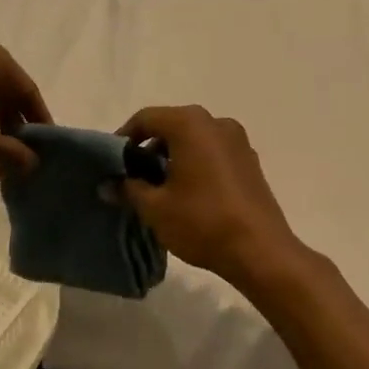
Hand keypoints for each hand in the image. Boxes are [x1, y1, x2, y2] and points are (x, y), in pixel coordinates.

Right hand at [118, 106, 305, 286]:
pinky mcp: (250, 161)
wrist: (260, 250)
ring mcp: (237, 140)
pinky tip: (187, 193)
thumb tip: (108, 185)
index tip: (111, 163)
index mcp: (190, 124)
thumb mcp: (155, 208)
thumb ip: (128, 189)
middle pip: (171, 125)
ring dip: (172, 156)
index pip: (146, 118)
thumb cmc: (202, 221)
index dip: (124, 138)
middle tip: (132, 176)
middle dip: (148, 148)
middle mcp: (216, 122)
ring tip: (157, 188)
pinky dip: (195, 163)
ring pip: (194, 139)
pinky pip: (213, 152)